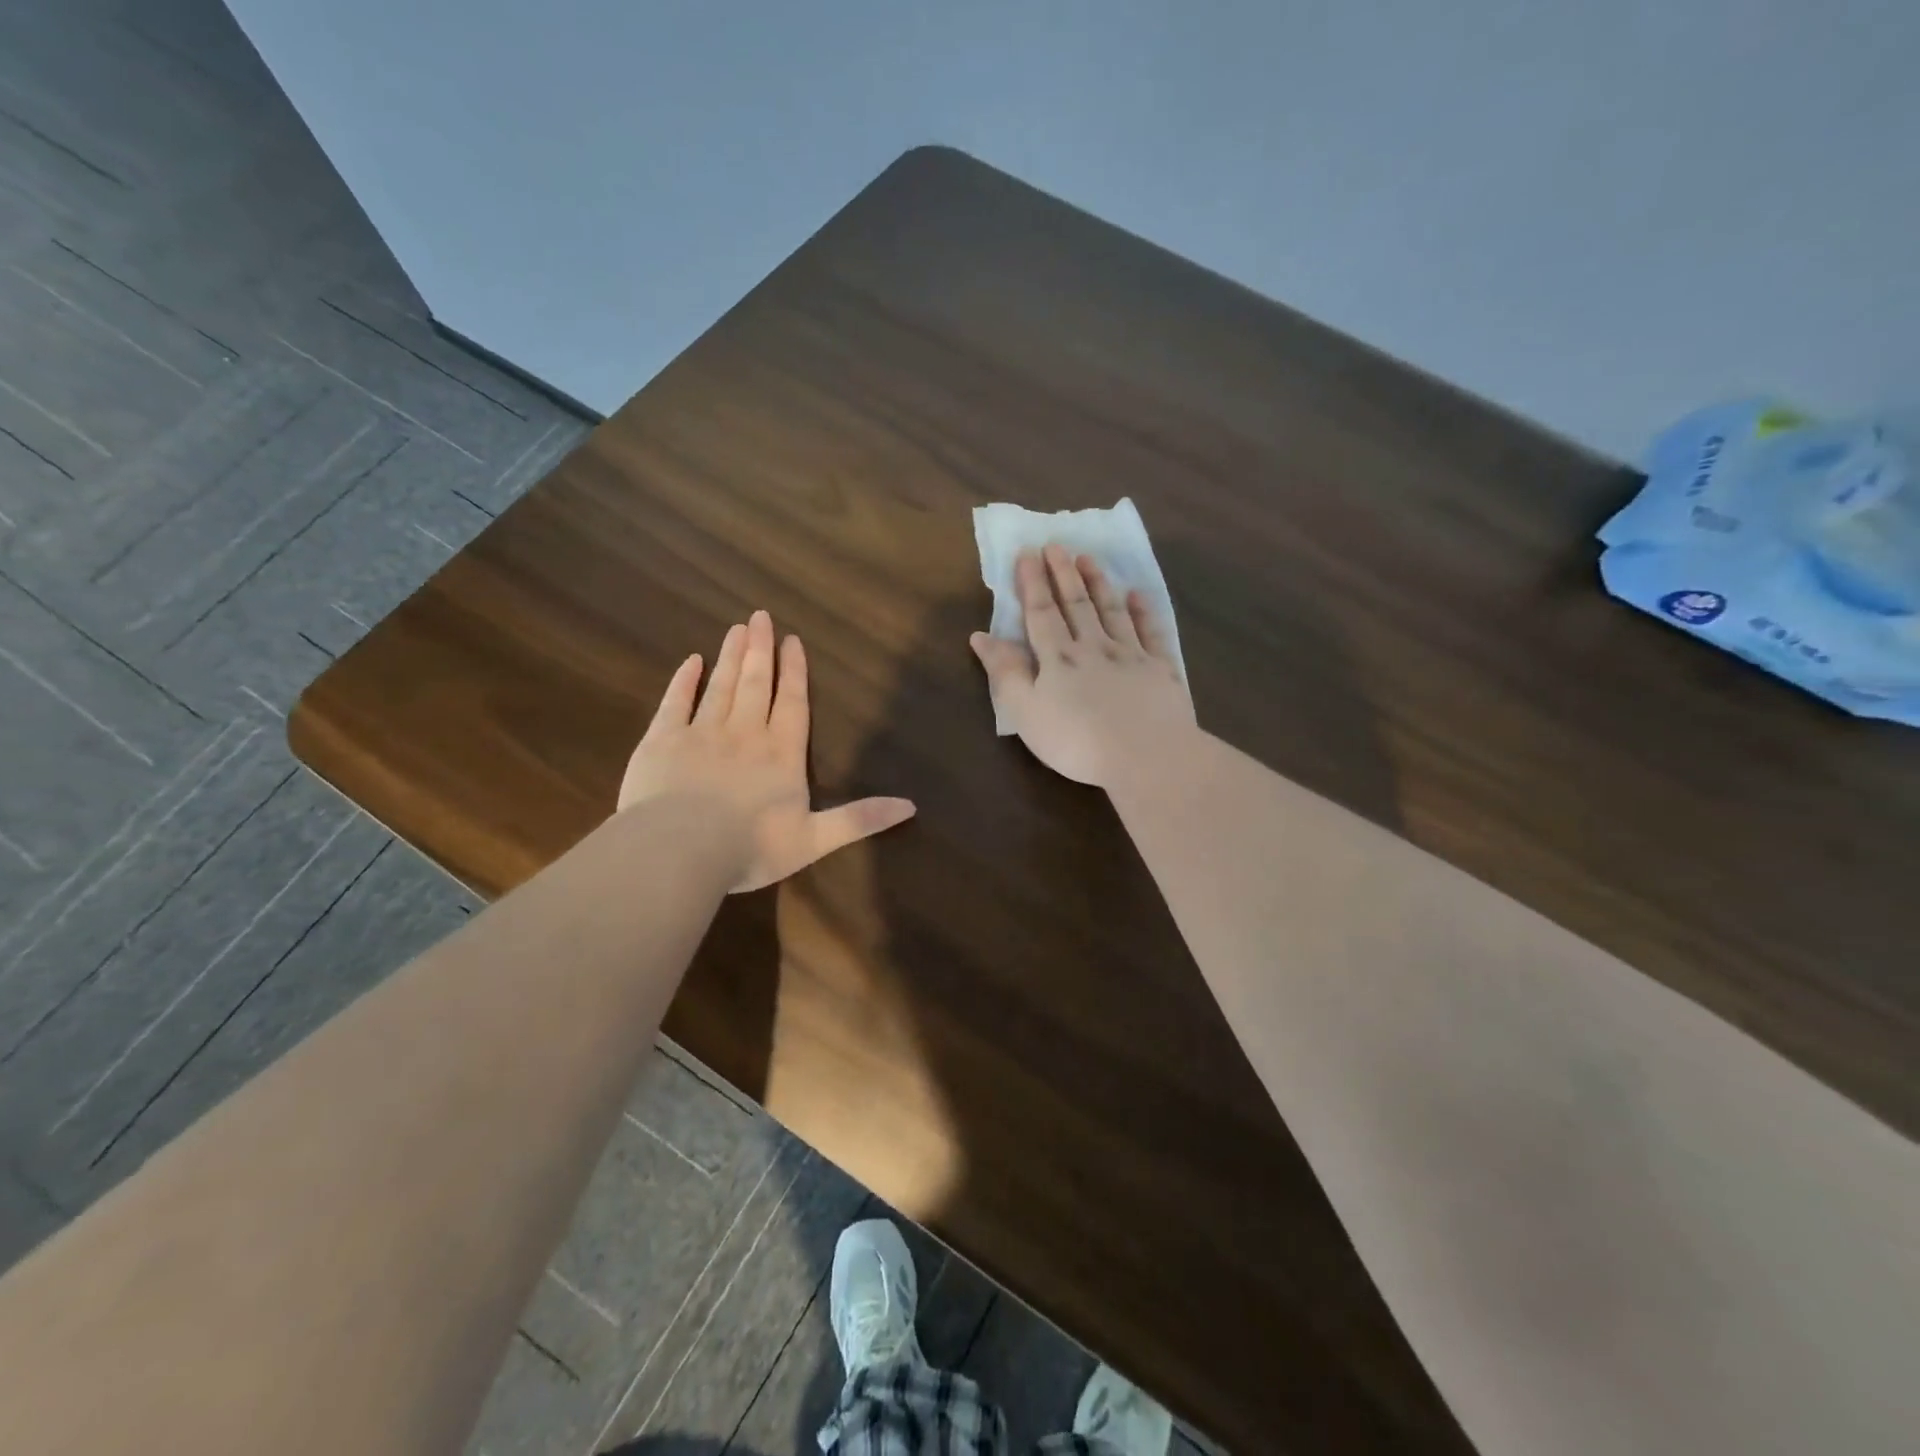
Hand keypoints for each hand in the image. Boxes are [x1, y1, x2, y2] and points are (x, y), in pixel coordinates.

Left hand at [620, 611, 915, 891]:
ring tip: (737, 628)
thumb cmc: (750, 847)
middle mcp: (745, 734)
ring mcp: (701, 733)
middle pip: (756, 684)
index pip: (792, 704)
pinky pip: (675, 702)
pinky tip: (691, 662)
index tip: (792, 640)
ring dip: (731, 656)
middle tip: (760, 616)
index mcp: (781, 755)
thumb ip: (860, 819)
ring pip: (720, 686)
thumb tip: (911, 806)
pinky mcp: (662, 741)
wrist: (680, 851)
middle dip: (760, 650)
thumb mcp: (815, 840)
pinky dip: (684, 681)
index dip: (794, 672)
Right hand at [970, 545, 1196, 787]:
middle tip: (1057, 545)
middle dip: (1064, 573)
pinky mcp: (1161, 670)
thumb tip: (981, 636)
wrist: (1146, 756)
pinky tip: (1138, 595)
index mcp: (1059, 658)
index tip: (1027, 553)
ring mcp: (1131, 655)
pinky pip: (1151, 632)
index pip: (1041, 612)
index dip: (1032, 582)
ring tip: (1089, 558)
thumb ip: (1005, 673)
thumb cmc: (1076, 741)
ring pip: (1112, 611)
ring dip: (1099, 583)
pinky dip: (1143, 611)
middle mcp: (1094, 647)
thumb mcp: (1026, 712)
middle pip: (1076, 604)